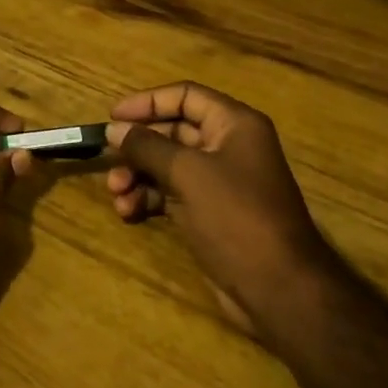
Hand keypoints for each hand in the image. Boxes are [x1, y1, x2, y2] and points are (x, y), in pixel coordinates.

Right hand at [105, 82, 333, 332]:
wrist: (279, 290)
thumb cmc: (236, 217)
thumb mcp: (188, 174)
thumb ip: (147, 147)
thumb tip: (114, 129)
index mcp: (234, 125)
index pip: (185, 96)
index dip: (148, 102)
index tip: (112, 117)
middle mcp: (228, 147)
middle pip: (172, 132)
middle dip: (138, 146)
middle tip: (107, 160)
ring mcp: (219, 182)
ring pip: (167, 165)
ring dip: (138, 175)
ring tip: (117, 194)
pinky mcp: (210, 213)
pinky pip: (171, 193)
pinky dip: (148, 198)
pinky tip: (129, 212)